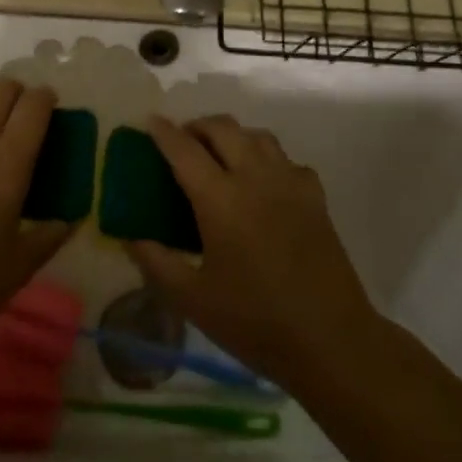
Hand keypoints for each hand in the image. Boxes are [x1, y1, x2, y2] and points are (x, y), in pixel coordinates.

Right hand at [127, 115, 373, 383]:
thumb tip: (131, 235)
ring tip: (219, 156)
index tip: (149, 121)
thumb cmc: (255, 322)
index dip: (163, 132)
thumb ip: (156, 262)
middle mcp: (255, 177)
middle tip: (182, 142)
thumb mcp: (192, 300)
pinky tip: (262, 183)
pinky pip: (285, 159)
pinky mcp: (315, 195)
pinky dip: (266, 158)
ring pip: (257, 135)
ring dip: (232, 136)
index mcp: (220, 199)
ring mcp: (289, 182)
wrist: (331, 340)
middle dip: (197, 126)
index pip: (184, 150)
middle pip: (223, 128)